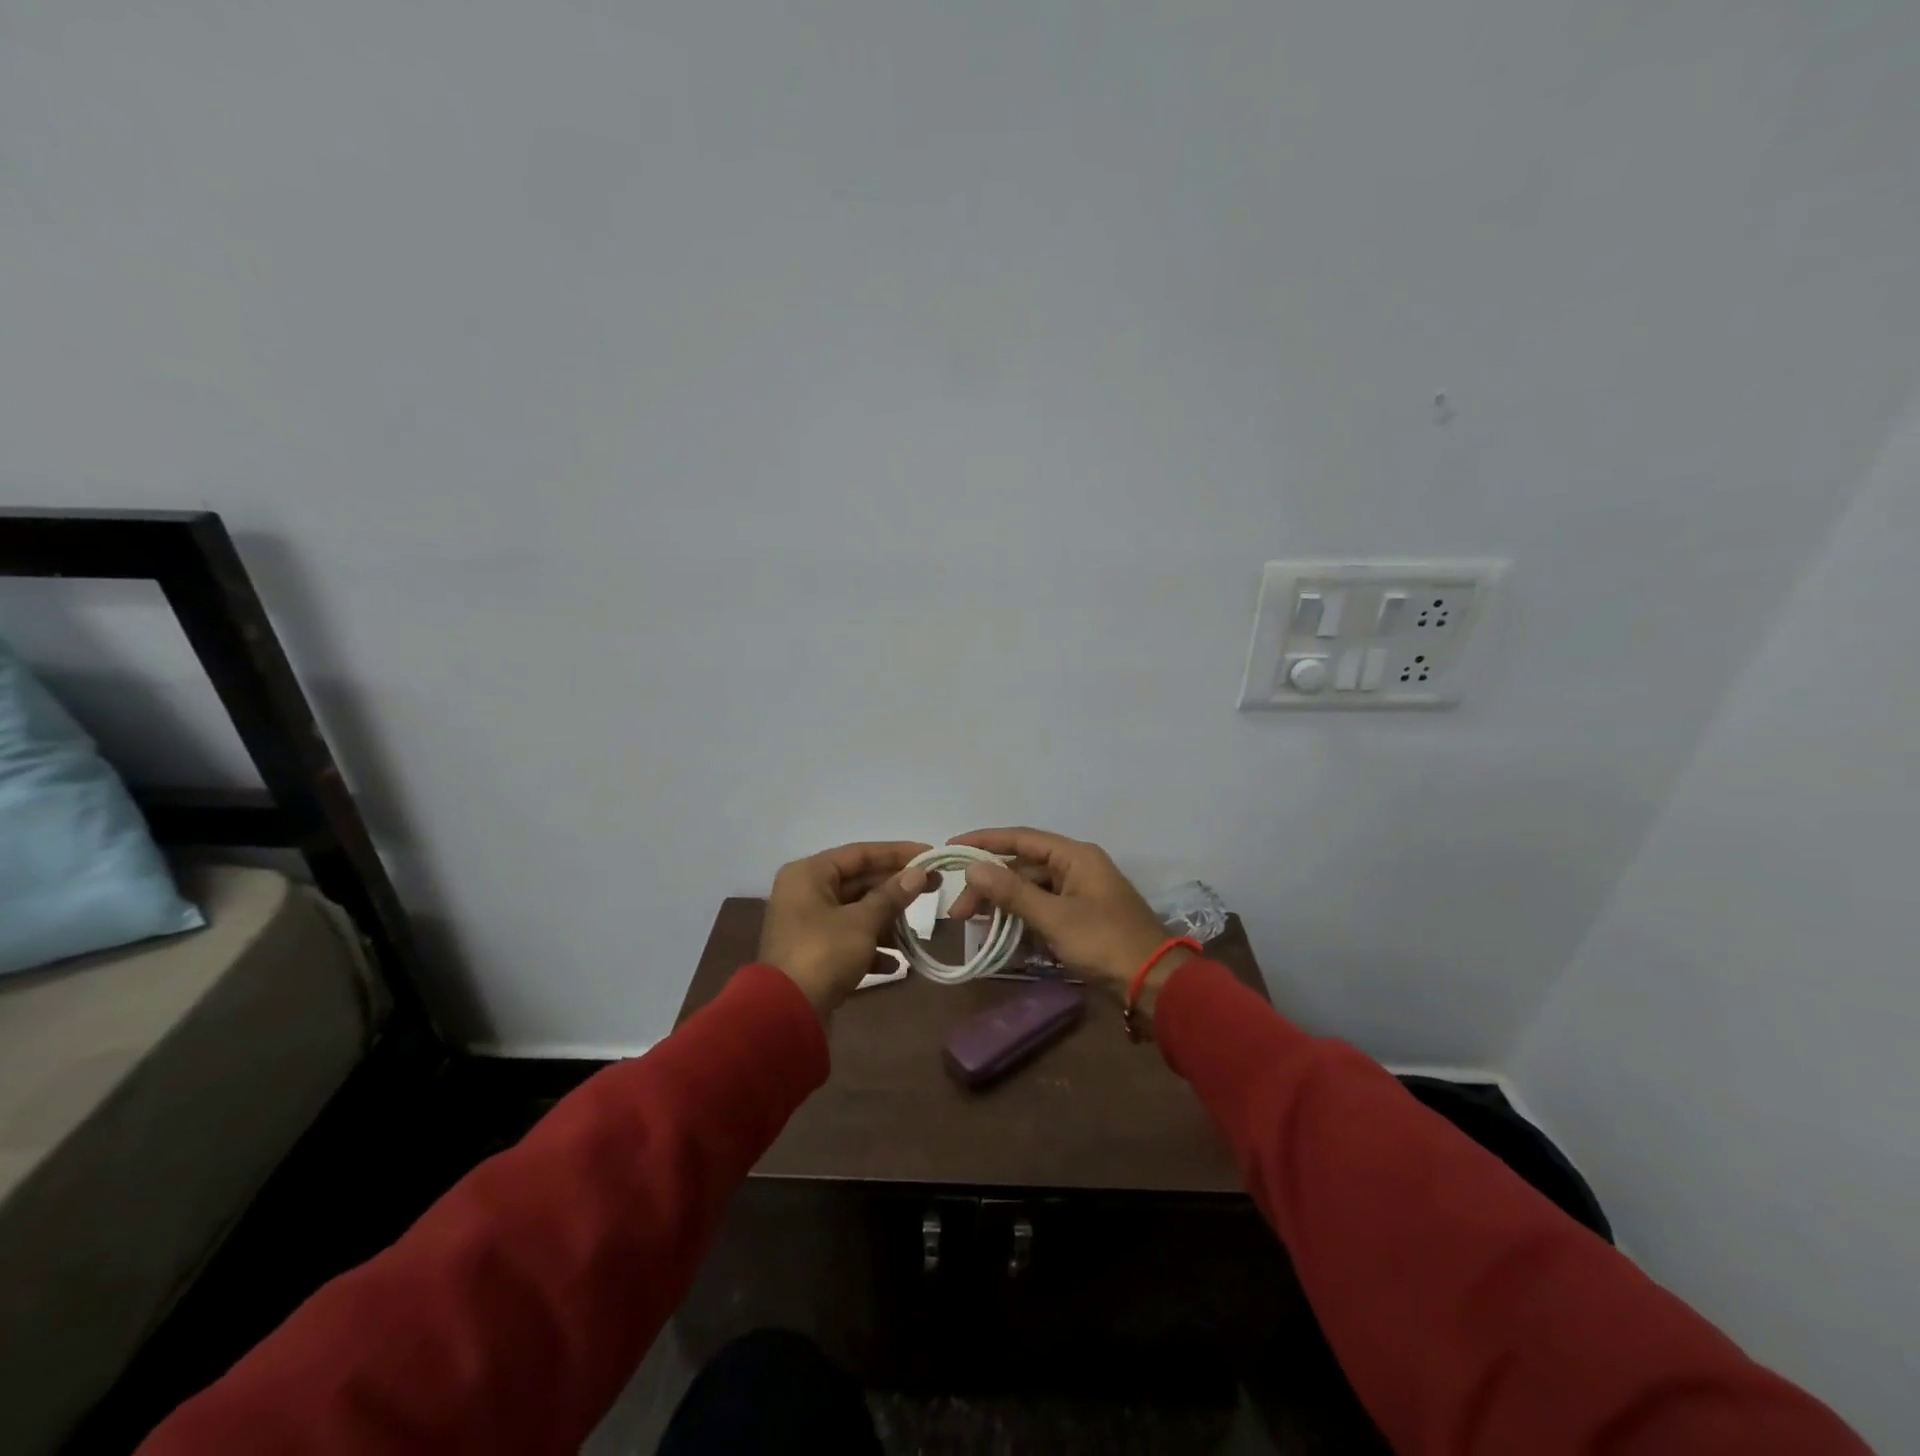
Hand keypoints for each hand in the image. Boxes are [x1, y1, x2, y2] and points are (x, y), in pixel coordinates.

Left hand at [758, 841, 930, 1018]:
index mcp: (809, 874)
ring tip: (914, 934)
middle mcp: (805, 892)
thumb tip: (918, 873)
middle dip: (896, 890)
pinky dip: (871, 949)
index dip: (898, 853)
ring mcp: (807, 924)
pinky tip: (895, 964)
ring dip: (886, 923)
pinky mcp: (813, 953)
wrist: (784, 1014)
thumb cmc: (823, 954)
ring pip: (856, 912)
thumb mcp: (862, 922)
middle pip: (859, 882)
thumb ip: (891, 896)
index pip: (860, 853)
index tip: (930, 855)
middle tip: (935, 887)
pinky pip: (848, 940)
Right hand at [944, 827, 1188, 1005]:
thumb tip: (973, 868)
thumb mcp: (1054, 917)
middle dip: (989, 886)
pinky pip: (1042, 912)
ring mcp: (1079, 895)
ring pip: (1030, 892)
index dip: (984, 842)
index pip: (1021, 838)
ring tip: (975, 927)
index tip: (951, 849)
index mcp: (1075, 856)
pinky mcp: (1080, 919)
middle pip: (1022, 868)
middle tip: (960, 913)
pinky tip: (1000, 940)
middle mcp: (1076, 868)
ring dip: (1002, 907)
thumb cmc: (1105, 942)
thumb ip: (1012, 892)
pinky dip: (1020, 923)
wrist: (1154, 984)